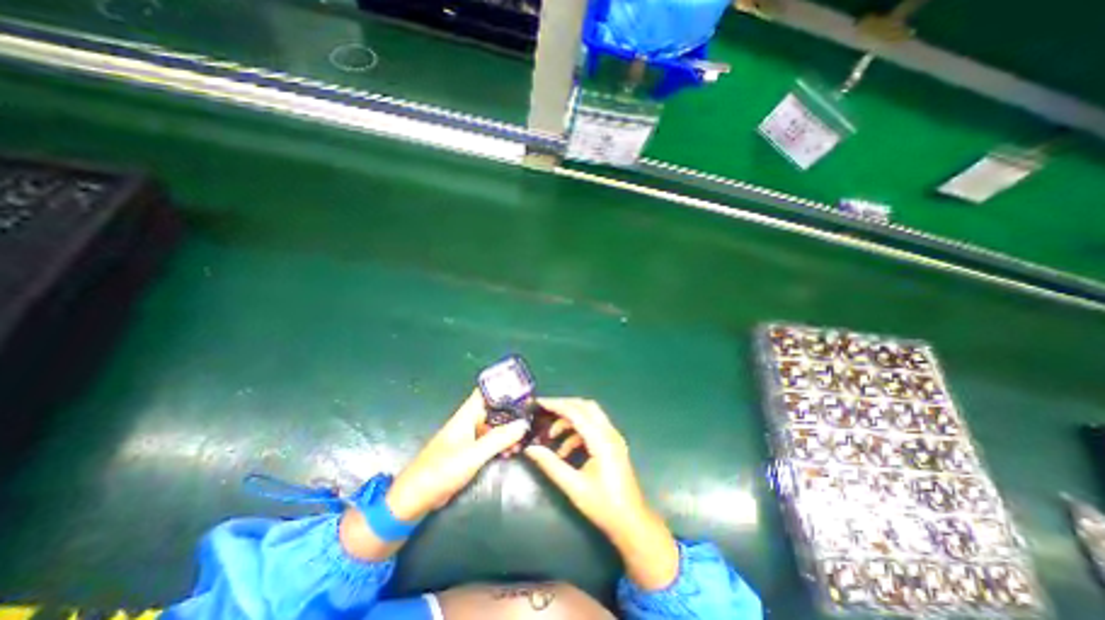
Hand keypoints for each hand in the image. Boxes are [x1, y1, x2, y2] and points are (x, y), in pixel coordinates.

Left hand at [386, 392, 526, 522]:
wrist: (415, 498)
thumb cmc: (441, 470)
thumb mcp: (473, 454)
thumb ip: (498, 439)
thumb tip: (524, 424)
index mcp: (467, 415)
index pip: (487, 392)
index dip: (504, 388)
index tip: (524, 391)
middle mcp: (469, 421)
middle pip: (494, 409)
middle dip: (512, 412)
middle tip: (530, 419)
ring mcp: (469, 437)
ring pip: (494, 426)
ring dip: (508, 430)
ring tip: (523, 439)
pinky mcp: (469, 452)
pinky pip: (490, 441)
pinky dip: (501, 443)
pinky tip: (511, 451)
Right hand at [523, 400, 678, 588]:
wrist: (631, 522)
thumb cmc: (603, 506)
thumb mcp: (573, 486)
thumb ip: (551, 464)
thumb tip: (530, 448)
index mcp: (601, 441)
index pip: (576, 412)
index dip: (556, 405)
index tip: (538, 402)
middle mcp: (609, 433)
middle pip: (585, 406)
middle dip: (564, 406)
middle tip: (544, 411)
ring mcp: (613, 437)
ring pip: (590, 415)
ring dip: (570, 420)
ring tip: (552, 436)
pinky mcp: (613, 443)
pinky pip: (593, 427)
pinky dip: (577, 432)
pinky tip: (564, 451)